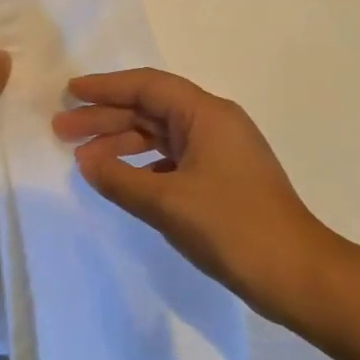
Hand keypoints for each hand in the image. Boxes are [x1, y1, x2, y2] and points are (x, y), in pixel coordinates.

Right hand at [52, 68, 333, 313]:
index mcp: (206, 114)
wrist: (298, 274)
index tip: (71, 92)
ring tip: (81, 158)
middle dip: (105, 117)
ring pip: (160, 134)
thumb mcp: (167, 202)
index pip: (147, 86)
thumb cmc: (232, 227)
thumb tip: (85, 161)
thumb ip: (120, 178)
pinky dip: (142, 165)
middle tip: (61, 129)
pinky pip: (172, 158)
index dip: (106, 87)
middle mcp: (214, 123)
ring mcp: (220, 151)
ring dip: (121, 143)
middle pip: (150, 108)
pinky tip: (119, 179)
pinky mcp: (222, 177)